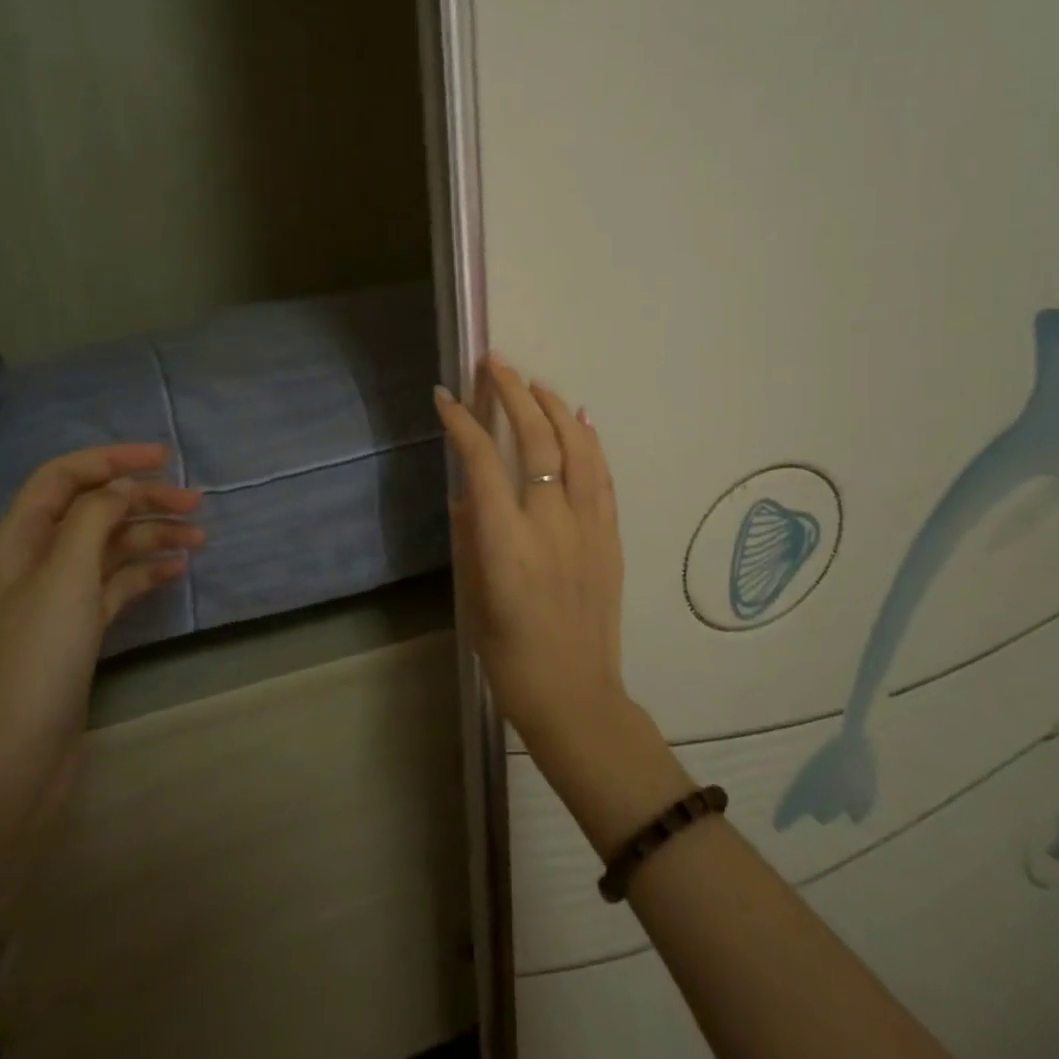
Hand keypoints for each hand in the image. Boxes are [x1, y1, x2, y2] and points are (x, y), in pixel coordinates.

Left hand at [0, 446, 202, 924]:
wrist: (11, 763)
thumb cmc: (35, 659)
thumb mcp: (65, 576)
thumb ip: (95, 517)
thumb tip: (122, 487)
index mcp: (18, 541)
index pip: (63, 477)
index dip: (112, 459)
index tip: (164, 458)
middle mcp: (35, 562)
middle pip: (94, 511)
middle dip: (144, 500)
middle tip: (197, 503)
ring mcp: (57, 599)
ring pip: (110, 549)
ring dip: (152, 537)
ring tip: (199, 541)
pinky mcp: (77, 631)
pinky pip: (116, 586)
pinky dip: (146, 573)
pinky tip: (177, 573)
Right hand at [433, 355, 628, 751]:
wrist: (575, 694)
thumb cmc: (509, 654)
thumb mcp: (473, 594)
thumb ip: (470, 534)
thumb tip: (470, 492)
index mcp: (506, 541)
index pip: (482, 461)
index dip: (462, 422)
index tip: (447, 396)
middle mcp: (550, 522)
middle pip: (536, 440)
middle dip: (514, 394)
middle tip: (497, 364)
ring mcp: (587, 526)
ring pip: (576, 448)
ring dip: (555, 408)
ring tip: (536, 383)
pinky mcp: (611, 536)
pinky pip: (601, 476)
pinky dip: (590, 441)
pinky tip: (581, 420)